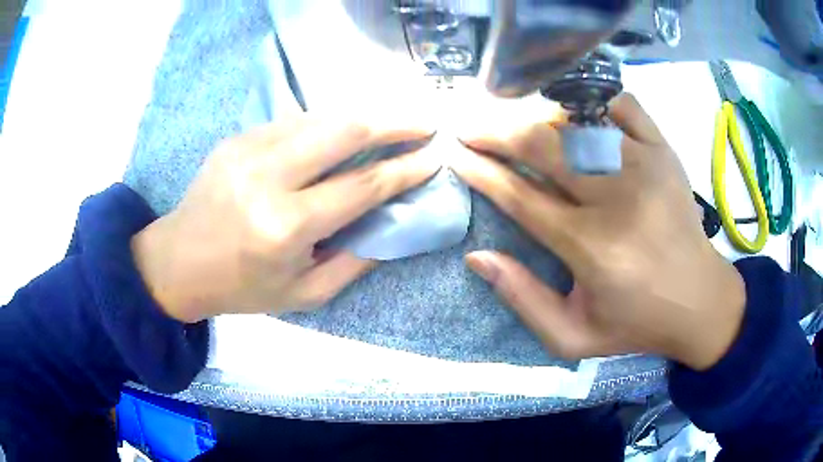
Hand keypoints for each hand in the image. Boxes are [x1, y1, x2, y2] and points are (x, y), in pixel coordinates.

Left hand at [132, 117, 437, 322]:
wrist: (178, 261)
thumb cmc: (241, 287)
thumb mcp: (304, 295)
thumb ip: (354, 262)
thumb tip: (391, 226)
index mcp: (286, 227)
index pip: (362, 187)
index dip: (404, 170)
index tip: (434, 157)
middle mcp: (268, 178)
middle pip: (344, 132)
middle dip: (393, 124)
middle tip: (424, 123)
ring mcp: (248, 150)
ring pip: (320, 117)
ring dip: (362, 118)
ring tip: (389, 124)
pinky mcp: (237, 138)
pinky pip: (292, 121)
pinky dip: (325, 123)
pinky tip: (339, 131)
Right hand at [451, 93, 745, 370]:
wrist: (700, 301)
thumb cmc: (636, 323)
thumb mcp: (572, 337)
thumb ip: (523, 300)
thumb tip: (477, 257)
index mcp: (592, 248)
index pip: (520, 196)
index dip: (481, 171)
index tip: (456, 153)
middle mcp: (617, 198)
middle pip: (542, 146)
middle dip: (496, 132)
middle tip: (472, 128)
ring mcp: (645, 166)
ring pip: (576, 120)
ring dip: (536, 117)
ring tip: (513, 120)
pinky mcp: (665, 152)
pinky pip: (622, 105)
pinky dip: (593, 100)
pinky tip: (577, 111)